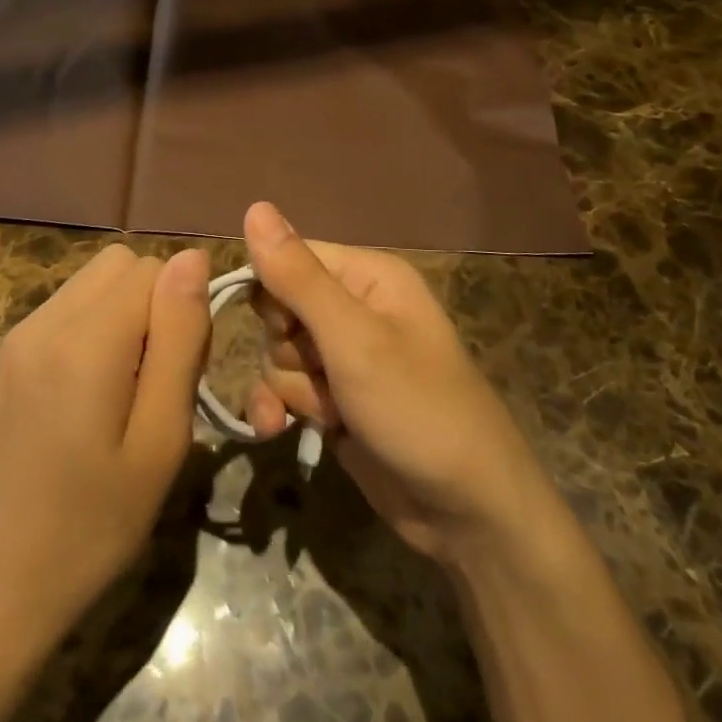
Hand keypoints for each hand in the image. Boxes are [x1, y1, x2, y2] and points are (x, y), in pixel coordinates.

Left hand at [0, 243, 209, 653]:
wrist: (1, 580)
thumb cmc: (96, 523)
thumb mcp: (161, 440)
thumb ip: (180, 339)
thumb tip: (193, 257)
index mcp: (85, 342)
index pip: (155, 269)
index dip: (183, 310)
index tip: (183, 371)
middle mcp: (45, 320)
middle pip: (123, 264)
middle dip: (155, 303)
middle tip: (159, 378)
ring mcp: (21, 332)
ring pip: (97, 279)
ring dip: (127, 312)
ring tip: (129, 385)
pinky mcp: (10, 349)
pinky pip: (72, 304)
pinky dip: (98, 325)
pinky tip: (95, 388)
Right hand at [243, 202, 552, 566]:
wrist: (468, 514)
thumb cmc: (418, 410)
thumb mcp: (354, 340)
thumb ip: (299, 277)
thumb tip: (254, 206)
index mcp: (367, 276)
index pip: (288, 257)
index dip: (274, 293)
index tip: (288, 330)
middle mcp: (354, 307)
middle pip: (278, 308)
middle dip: (287, 349)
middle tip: (322, 374)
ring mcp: (343, 357)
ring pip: (277, 353)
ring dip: (291, 388)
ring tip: (331, 414)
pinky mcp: (334, 399)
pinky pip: (284, 388)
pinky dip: (279, 407)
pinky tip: (279, 430)